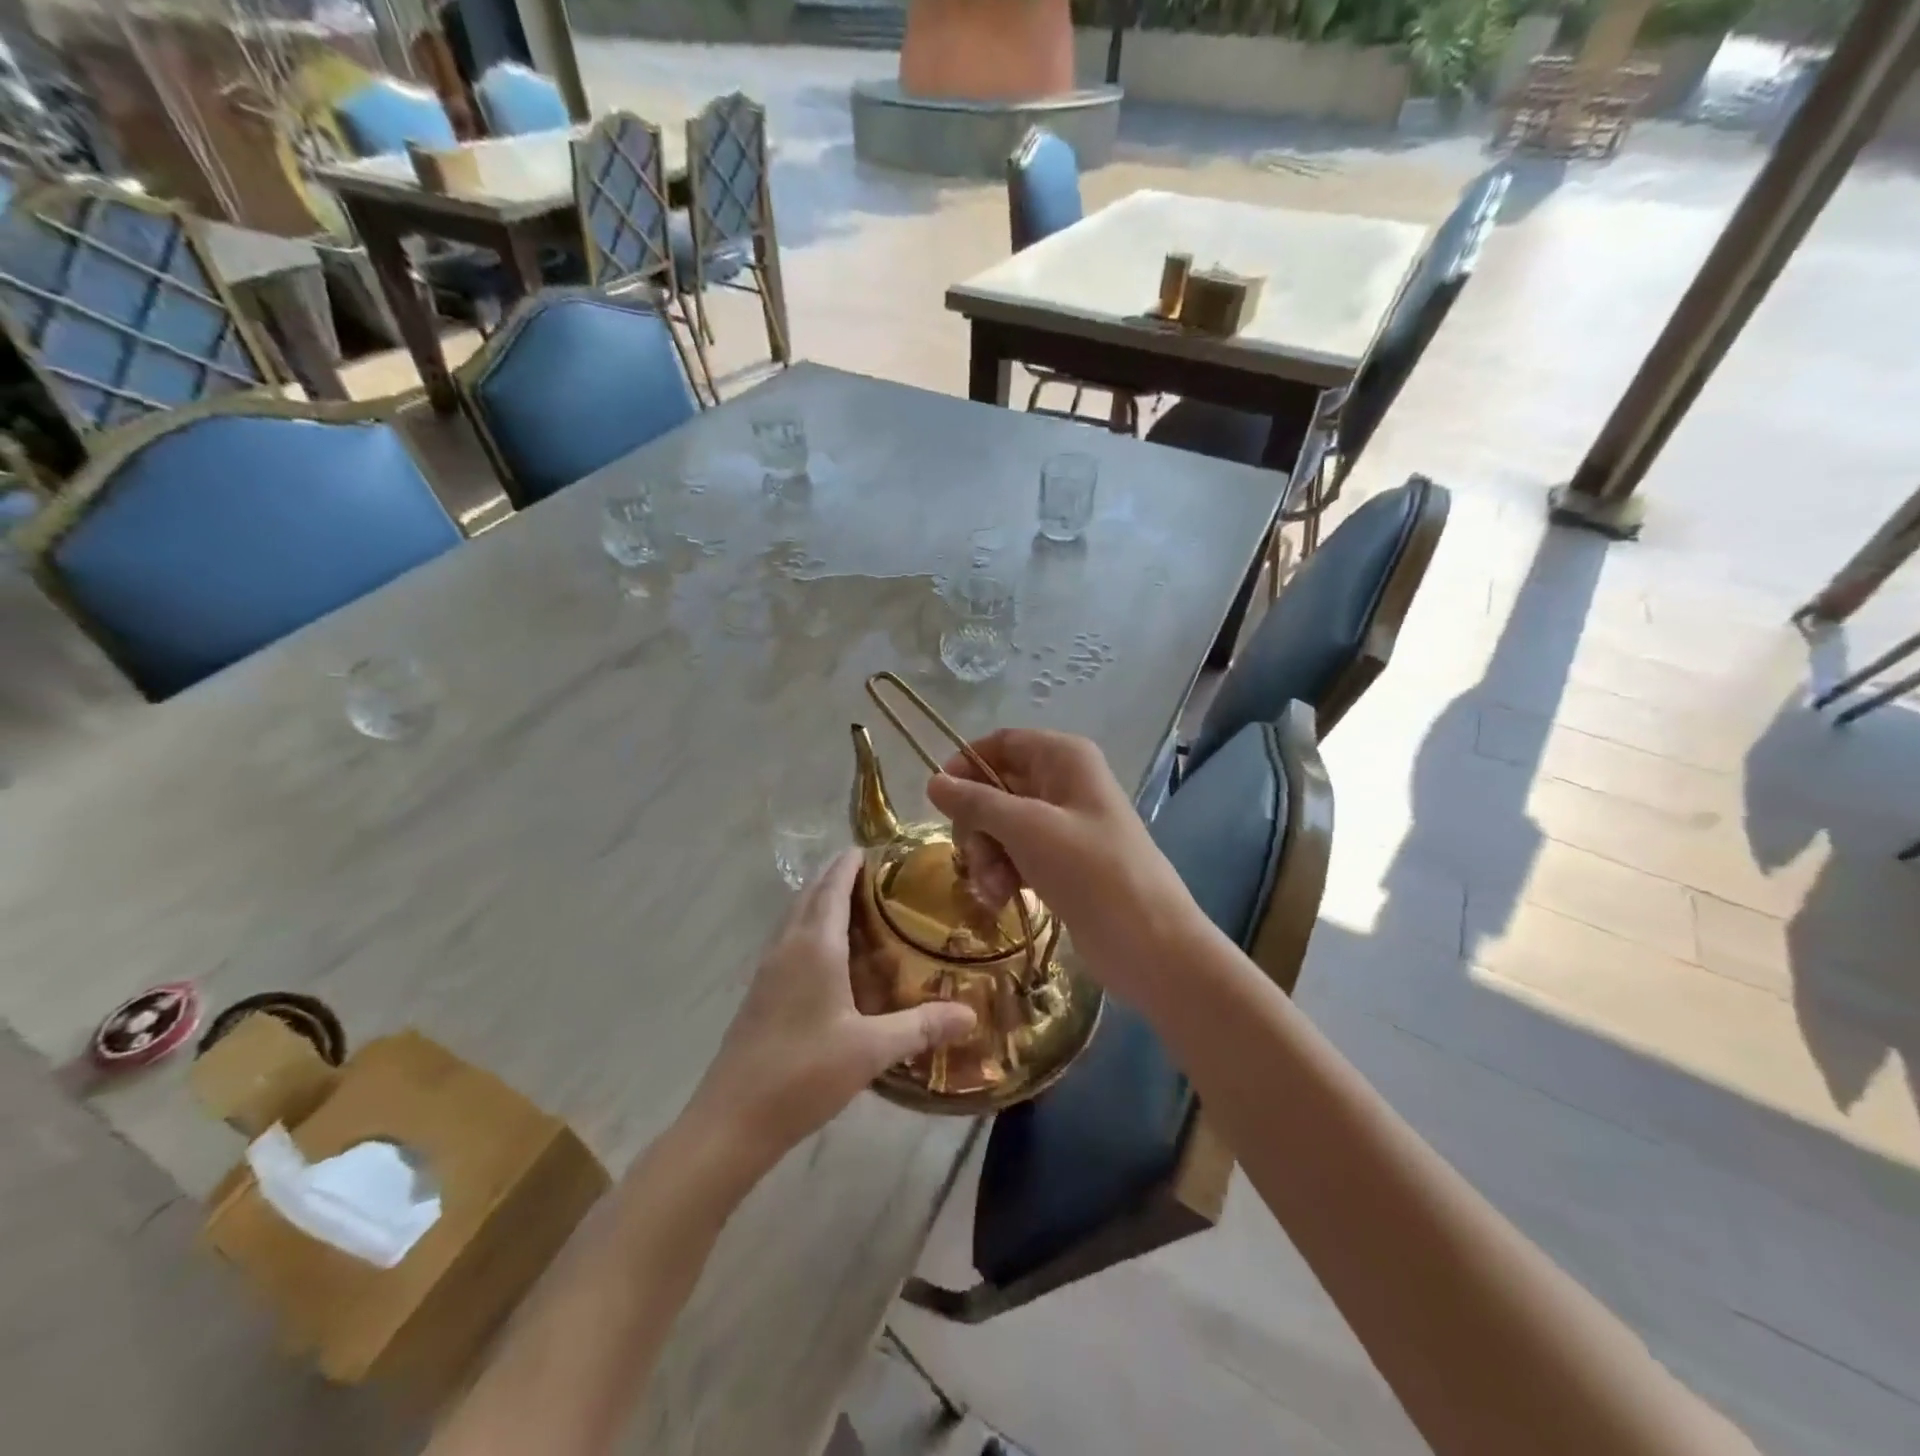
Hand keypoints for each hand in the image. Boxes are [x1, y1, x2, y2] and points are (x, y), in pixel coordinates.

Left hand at [687, 849, 976, 1171]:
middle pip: (811, 895)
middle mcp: (788, 946)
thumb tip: (970, 1014)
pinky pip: (789, 941)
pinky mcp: (760, 992)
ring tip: (858, 905)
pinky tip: (830, 956)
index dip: (850, 863)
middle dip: (837, 876)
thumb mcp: (871, 1050)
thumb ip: (921, 1027)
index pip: (833, 886)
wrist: (732, 1120)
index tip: (874, 848)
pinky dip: (810, 929)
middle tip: (876, 873)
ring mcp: (768, 969)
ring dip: (821, 901)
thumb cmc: (804, 1073)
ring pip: (796, 917)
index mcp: (814, 946)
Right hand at [926, 729, 1195, 1001]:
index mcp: (1064, 757)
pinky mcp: (1063, 862)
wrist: (1150, 943)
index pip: (1002, 743)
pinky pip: (1017, 854)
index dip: (967, 765)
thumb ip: (976, 802)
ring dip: (987, 856)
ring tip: (993, 890)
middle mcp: (1064, 783)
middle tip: (973, 858)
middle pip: (996, 787)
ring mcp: (1064, 824)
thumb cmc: (1090, 871)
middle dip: (977, 824)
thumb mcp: (1027, 829)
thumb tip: (933, 781)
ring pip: (1002, 826)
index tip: (938, 798)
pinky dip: (1004, 873)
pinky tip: (1002, 900)